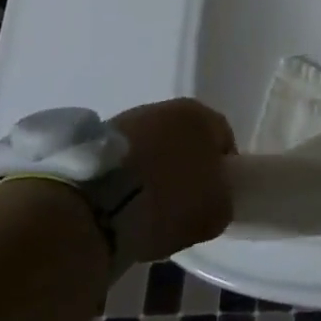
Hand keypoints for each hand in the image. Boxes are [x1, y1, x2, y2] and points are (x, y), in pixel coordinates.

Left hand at [109, 100, 236, 261]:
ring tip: (147, 208)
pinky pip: (124, 160)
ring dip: (154, 170)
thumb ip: (222, 199)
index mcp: (202, 116)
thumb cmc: (169, 200)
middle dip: (185, 167)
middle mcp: (168, 107)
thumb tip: (214, 199)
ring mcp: (129, 120)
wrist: (98, 204)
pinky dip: (126, 178)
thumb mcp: (214, 212)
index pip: (223, 139)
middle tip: (182, 203)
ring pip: (152, 147)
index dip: (223, 169)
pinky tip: (122, 204)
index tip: (216, 196)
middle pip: (185, 139)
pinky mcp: (96, 140)